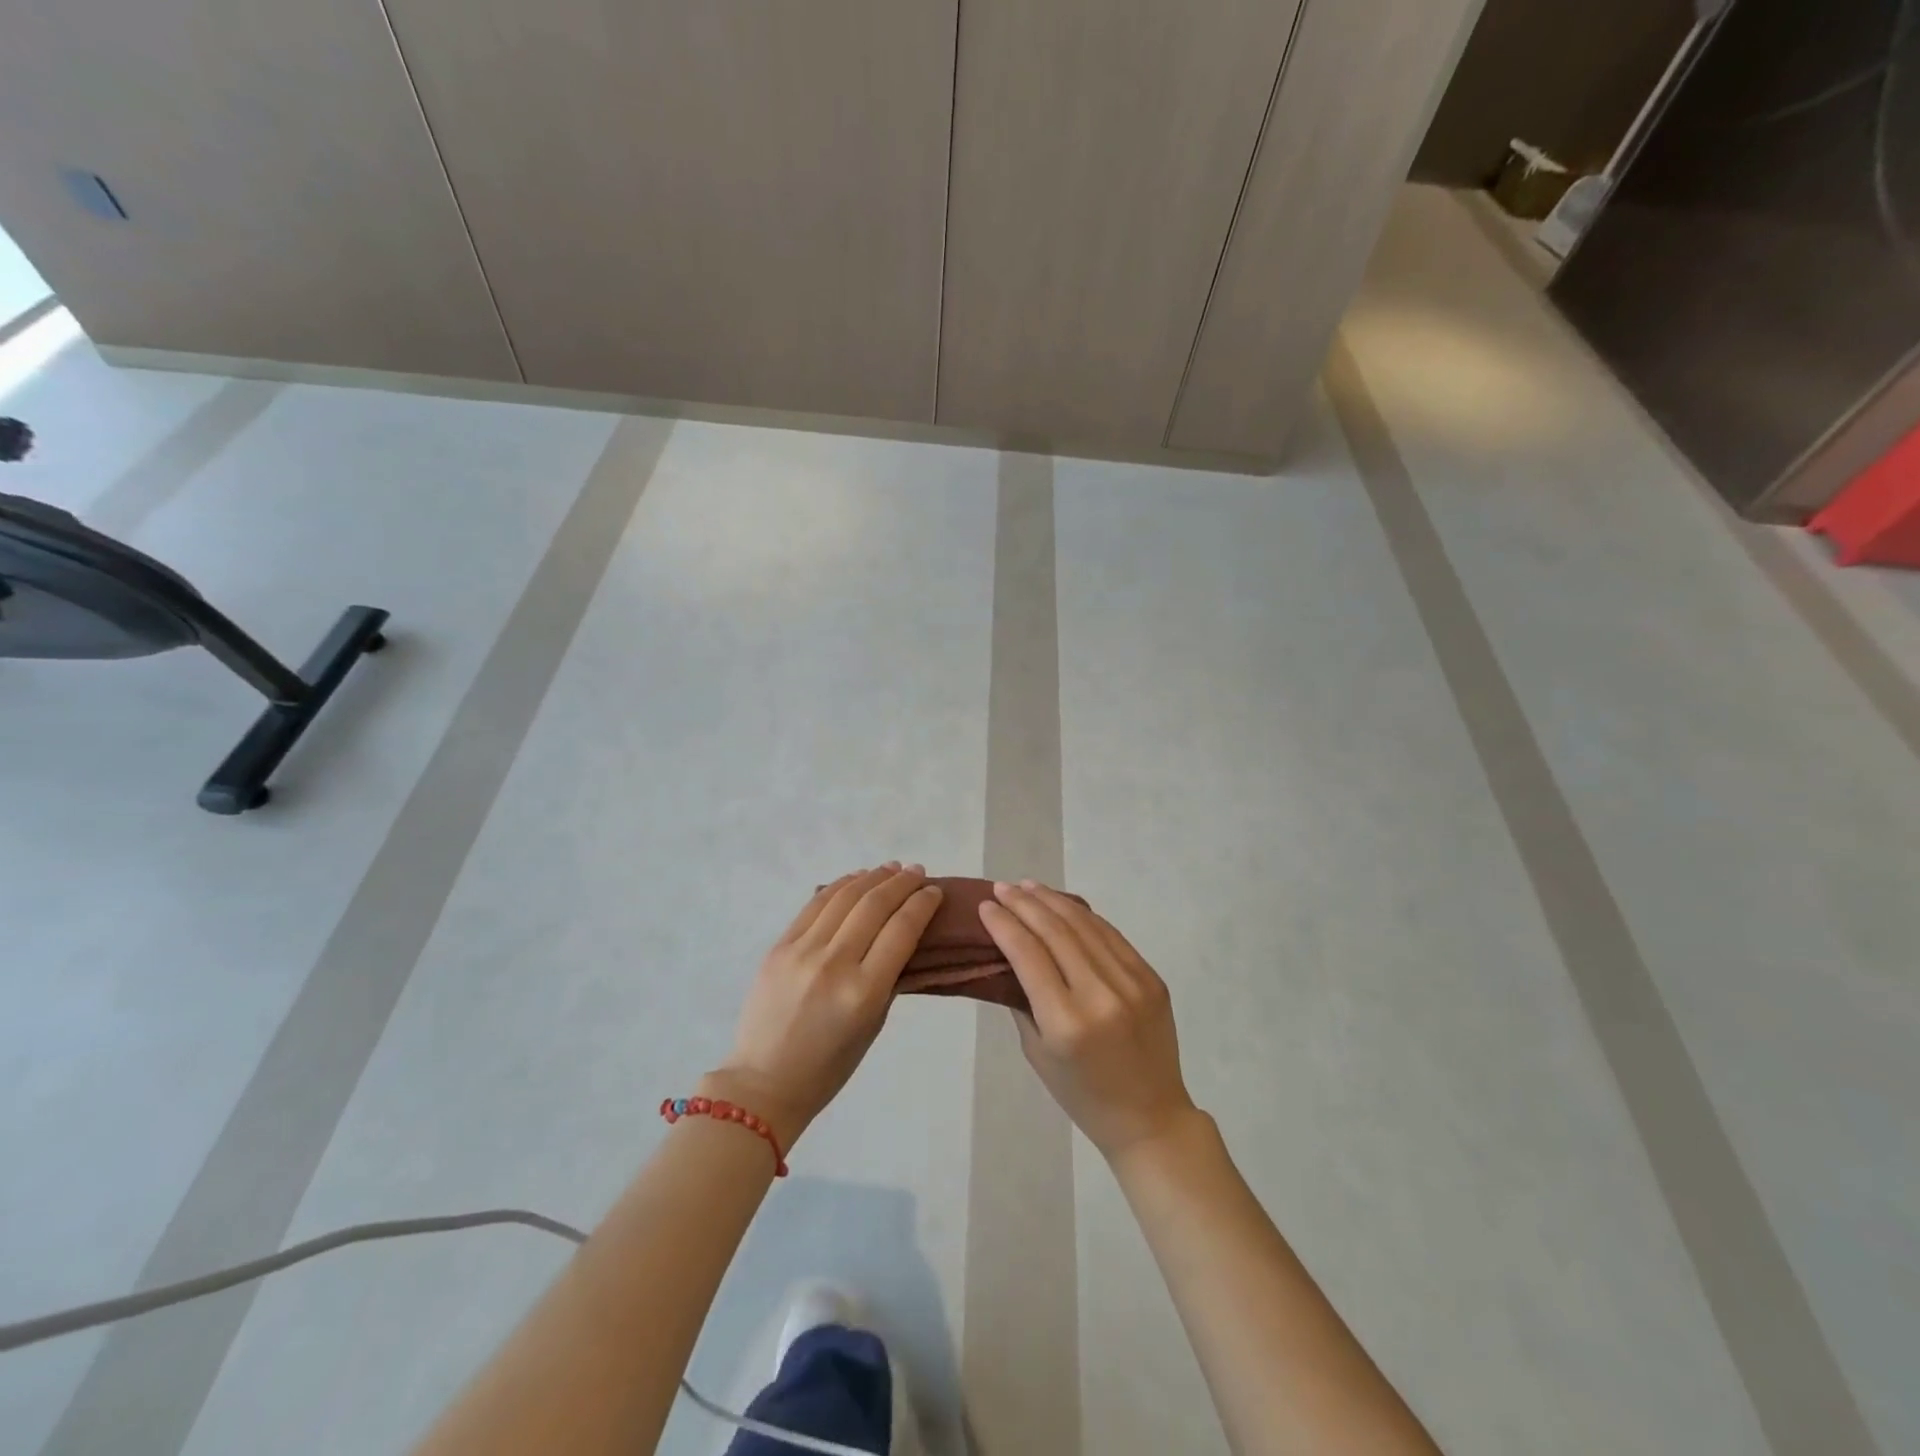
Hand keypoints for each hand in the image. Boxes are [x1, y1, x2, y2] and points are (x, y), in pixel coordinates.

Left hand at [709, 864, 943, 1148]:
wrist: (764, 1082)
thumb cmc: (828, 1067)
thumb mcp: (873, 1025)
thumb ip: (888, 978)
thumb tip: (902, 936)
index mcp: (863, 992)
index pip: (901, 930)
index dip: (922, 904)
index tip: (935, 891)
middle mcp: (833, 964)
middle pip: (874, 905)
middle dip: (901, 884)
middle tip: (918, 873)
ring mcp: (802, 951)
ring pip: (844, 897)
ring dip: (872, 877)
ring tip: (891, 869)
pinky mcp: (779, 946)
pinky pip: (815, 905)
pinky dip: (839, 886)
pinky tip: (855, 879)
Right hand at [979, 880, 1198, 1158]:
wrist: (1150, 1117)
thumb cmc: (1082, 1095)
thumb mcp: (1037, 1053)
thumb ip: (1023, 999)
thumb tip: (1009, 954)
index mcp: (1066, 1022)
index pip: (1028, 954)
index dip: (1004, 924)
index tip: (985, 906)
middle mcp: (1100, 995)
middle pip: (1055, 932)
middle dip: (1024, 904)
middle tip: (1002, 888)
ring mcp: (1132, 983)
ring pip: (1085, 925)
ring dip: (1052, 900)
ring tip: (1028, 886)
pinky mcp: (1151, 978)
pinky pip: (1111, 935)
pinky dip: (1084, 916)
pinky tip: (1064, 905)